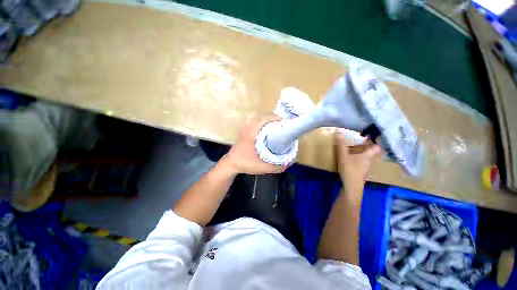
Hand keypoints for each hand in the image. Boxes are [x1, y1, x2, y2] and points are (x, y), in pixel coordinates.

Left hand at [224, 115, 288, 174]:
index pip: (267, 118)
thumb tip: (291, 160)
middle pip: (266, 119)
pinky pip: (259, 125)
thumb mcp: (264, 167)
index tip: (287, 126)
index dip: (279, 119)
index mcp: (253, 131)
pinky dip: (266, 127)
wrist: (231, 164)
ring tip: (280, 132)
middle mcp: (249, 126)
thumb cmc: (246, 164)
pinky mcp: (246, 130)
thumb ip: (278, 166)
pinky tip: (270, 135)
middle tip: (286, 130)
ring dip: (271, 124)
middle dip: (277, 122)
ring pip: (262, 121)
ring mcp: (247, 128)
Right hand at [335, 130, 380, 189]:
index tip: (368, 136)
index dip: (374, 141)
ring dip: (363, 154)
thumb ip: (340, 144)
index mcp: (368, 155)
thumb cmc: (350, 169)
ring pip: (368, 159)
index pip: (376, 147)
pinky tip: (352, 161)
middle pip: (373, 152)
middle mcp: (370, 161)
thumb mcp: (343, 155)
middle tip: (360, 142)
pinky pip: (364, 164)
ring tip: (355, 151)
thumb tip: (338, 130)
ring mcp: (367, 168)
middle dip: (367, 147)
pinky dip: (360, 160)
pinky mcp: (362, 173)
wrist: (352, 186)